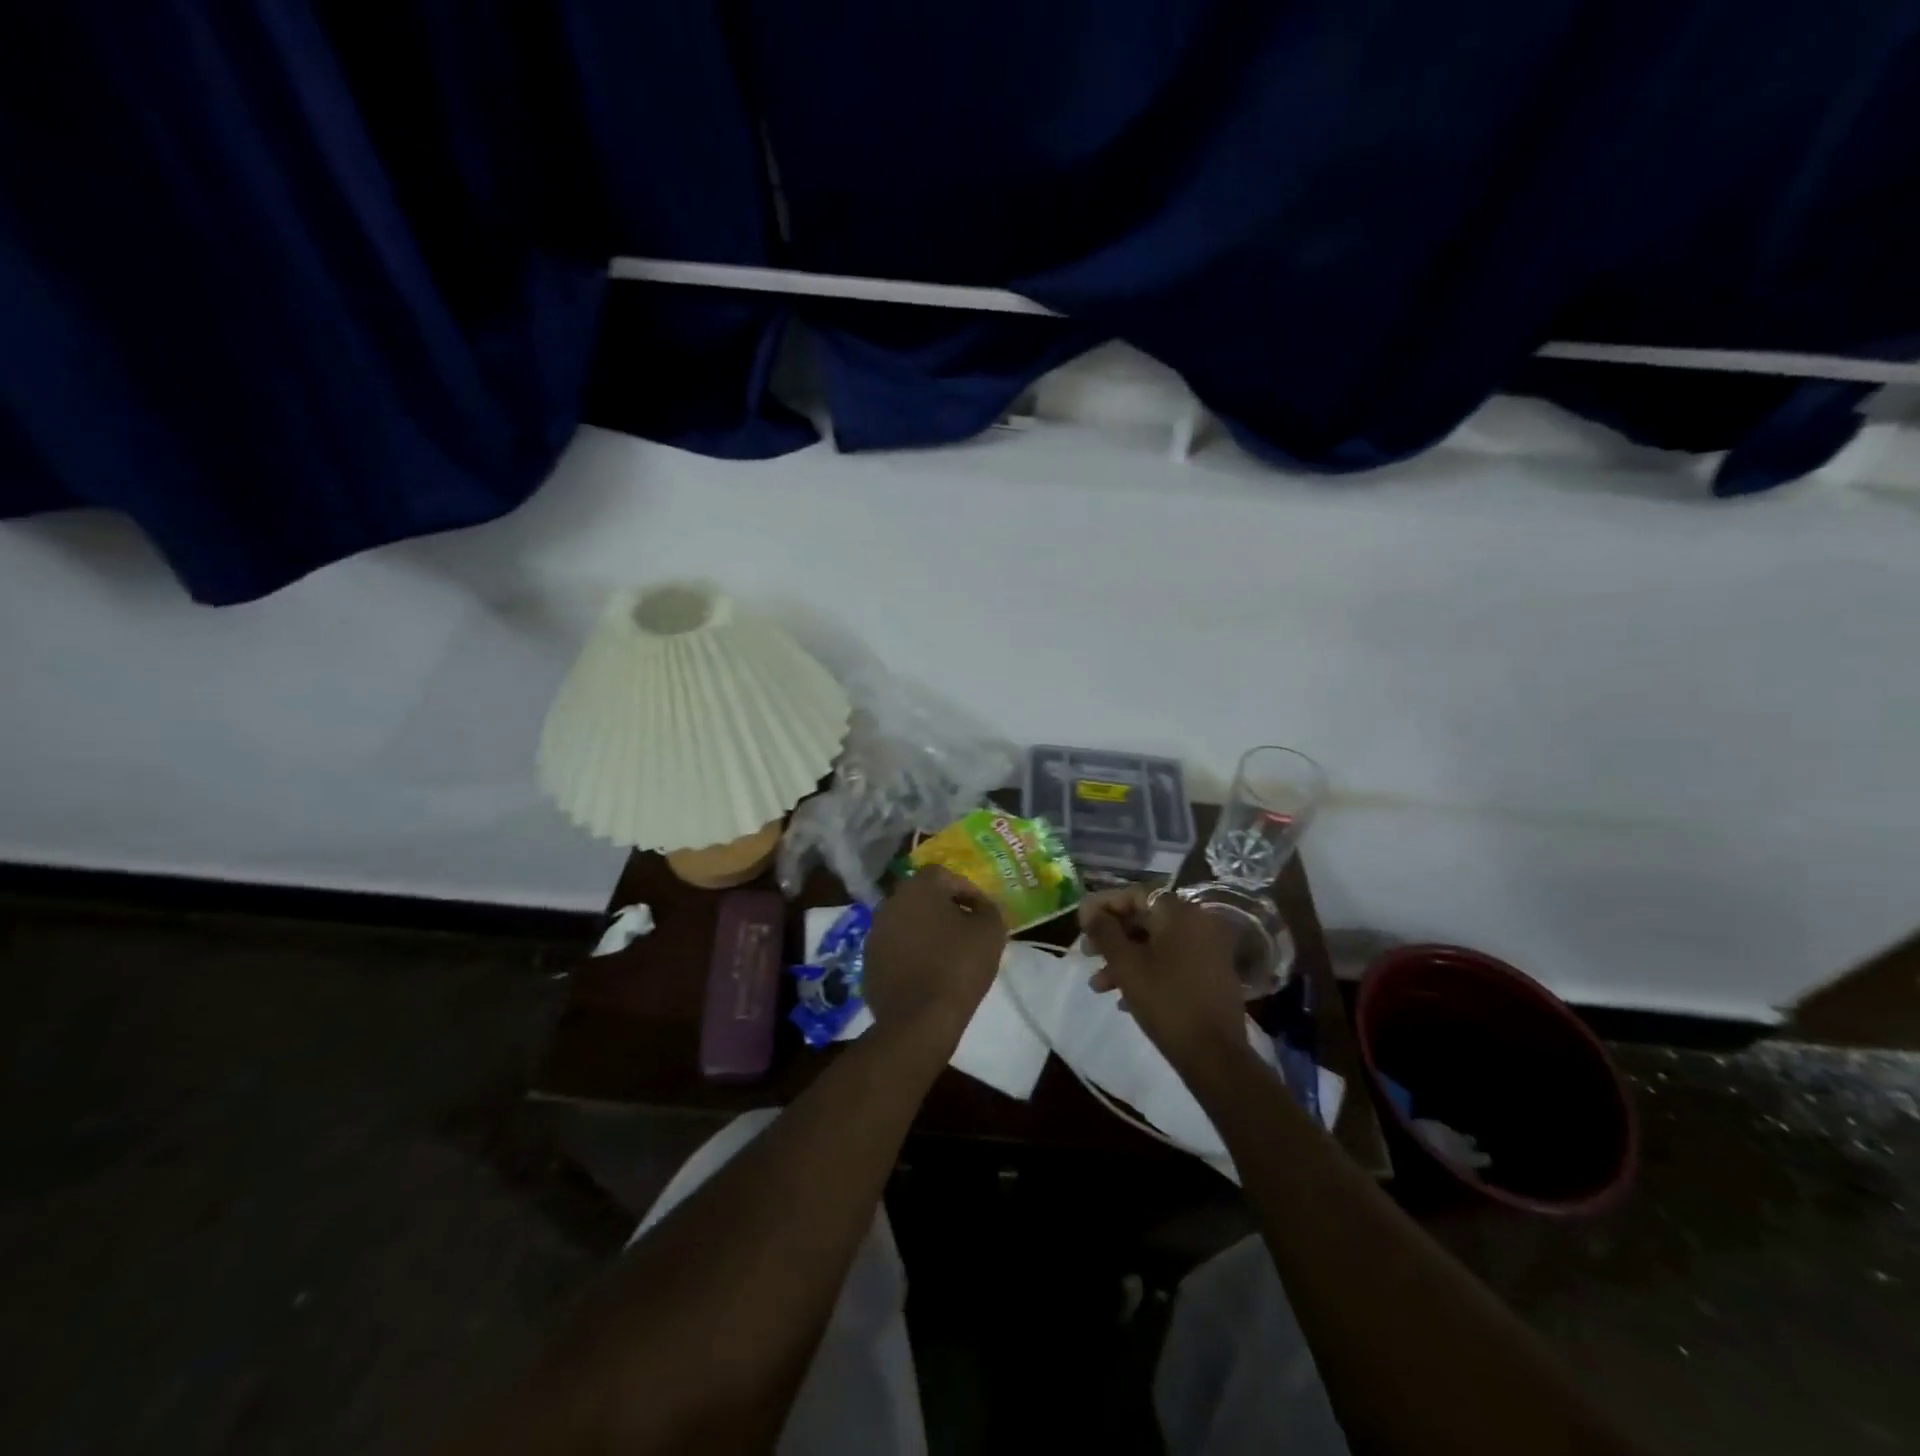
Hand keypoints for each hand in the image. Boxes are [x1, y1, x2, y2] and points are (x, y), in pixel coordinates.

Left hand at [862, 867, 1007, 1038]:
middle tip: (964, 928)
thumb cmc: (958, 966)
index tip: (981, 910)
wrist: (919, 1019)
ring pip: (906, 921)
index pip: (944, 875)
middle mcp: (890, 902)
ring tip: (946, 952)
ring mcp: (875, 932)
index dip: (966, 890)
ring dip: (925, 930)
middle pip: (921, 896)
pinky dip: (910, 952)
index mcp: (918, 887)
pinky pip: (895, 947)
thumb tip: (980, 906)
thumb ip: (988, 908)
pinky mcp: (868, 961)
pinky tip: (927, 971)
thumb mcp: (991, 931)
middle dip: (943, 908)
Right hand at [1078, 885, 1246, 1066]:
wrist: (1214, 1055)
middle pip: (1144, 919)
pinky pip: (1171, 961)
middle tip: (1087, 954)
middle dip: (1112, 937)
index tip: (1081, 924)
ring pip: (1155, 944)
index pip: (1134, 895)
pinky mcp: (1210, 973)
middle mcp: (1197, 922)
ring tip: (1099, 986)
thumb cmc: (1165, 1001)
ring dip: (1125, 960)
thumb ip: (1103, 930)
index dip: (1103, 906)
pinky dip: (1147, 972)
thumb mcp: (1126, 964)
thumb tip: (1088, 908)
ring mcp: (1207, 949)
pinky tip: (1123, 999)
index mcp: (1179, 913)